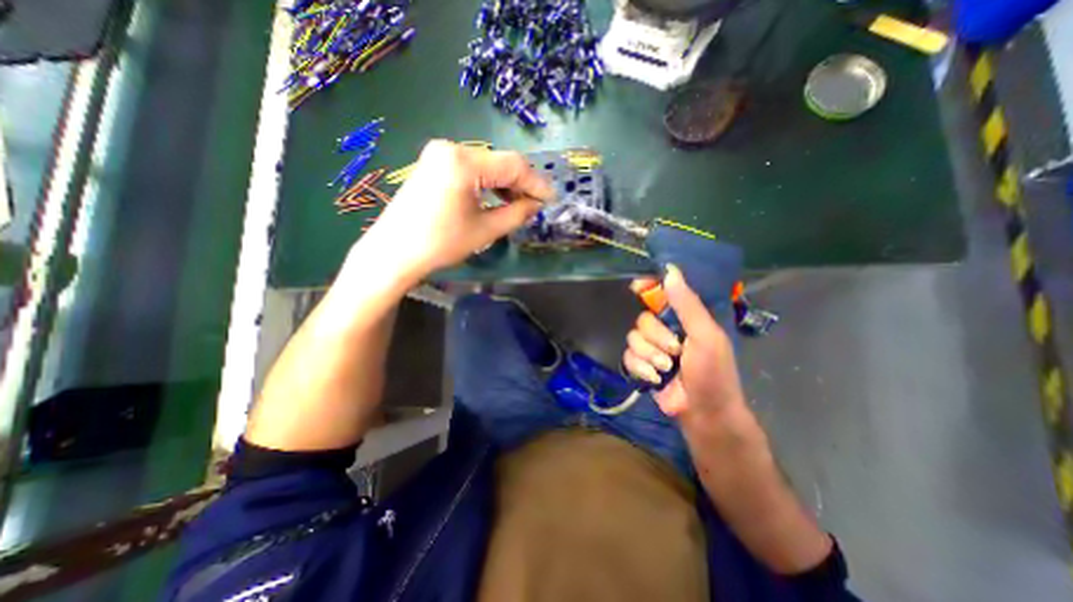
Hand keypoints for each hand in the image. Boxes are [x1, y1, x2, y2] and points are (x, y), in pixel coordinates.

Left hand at [356, 138, 553, 282]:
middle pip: (500, 162)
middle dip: (521, 183)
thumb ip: (517, 213)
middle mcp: (451, 148)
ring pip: (486, 165)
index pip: (513, 165)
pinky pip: (471, 169)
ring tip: (519, 205)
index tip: (552, 199)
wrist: (394, 252)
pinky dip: (488, 183)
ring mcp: (440, 154)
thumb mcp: (485, 230)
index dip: (536, 183)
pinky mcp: (434, 164)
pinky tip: (497, 199)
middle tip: (536, 204)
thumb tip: (536, 204)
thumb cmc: (440, 244)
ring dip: (505, 184)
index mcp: (463, 162)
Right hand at [621, 266, 747, 420]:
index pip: (660, 294)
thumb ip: (687, 305)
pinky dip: (641, 368)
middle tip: (675, 351)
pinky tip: (655, 379)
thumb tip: (670, 271)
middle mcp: (665, 329)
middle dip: (656, 337)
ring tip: (666, 369)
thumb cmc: (713, 373)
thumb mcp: (705, 336)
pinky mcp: (641, 366)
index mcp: (683, 318)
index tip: (636, 286)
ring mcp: (651, 348)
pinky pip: (628, 357)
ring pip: (632, 338)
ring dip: (649, 355)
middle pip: (642, 319)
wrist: (704, 414)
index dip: (646, 287)